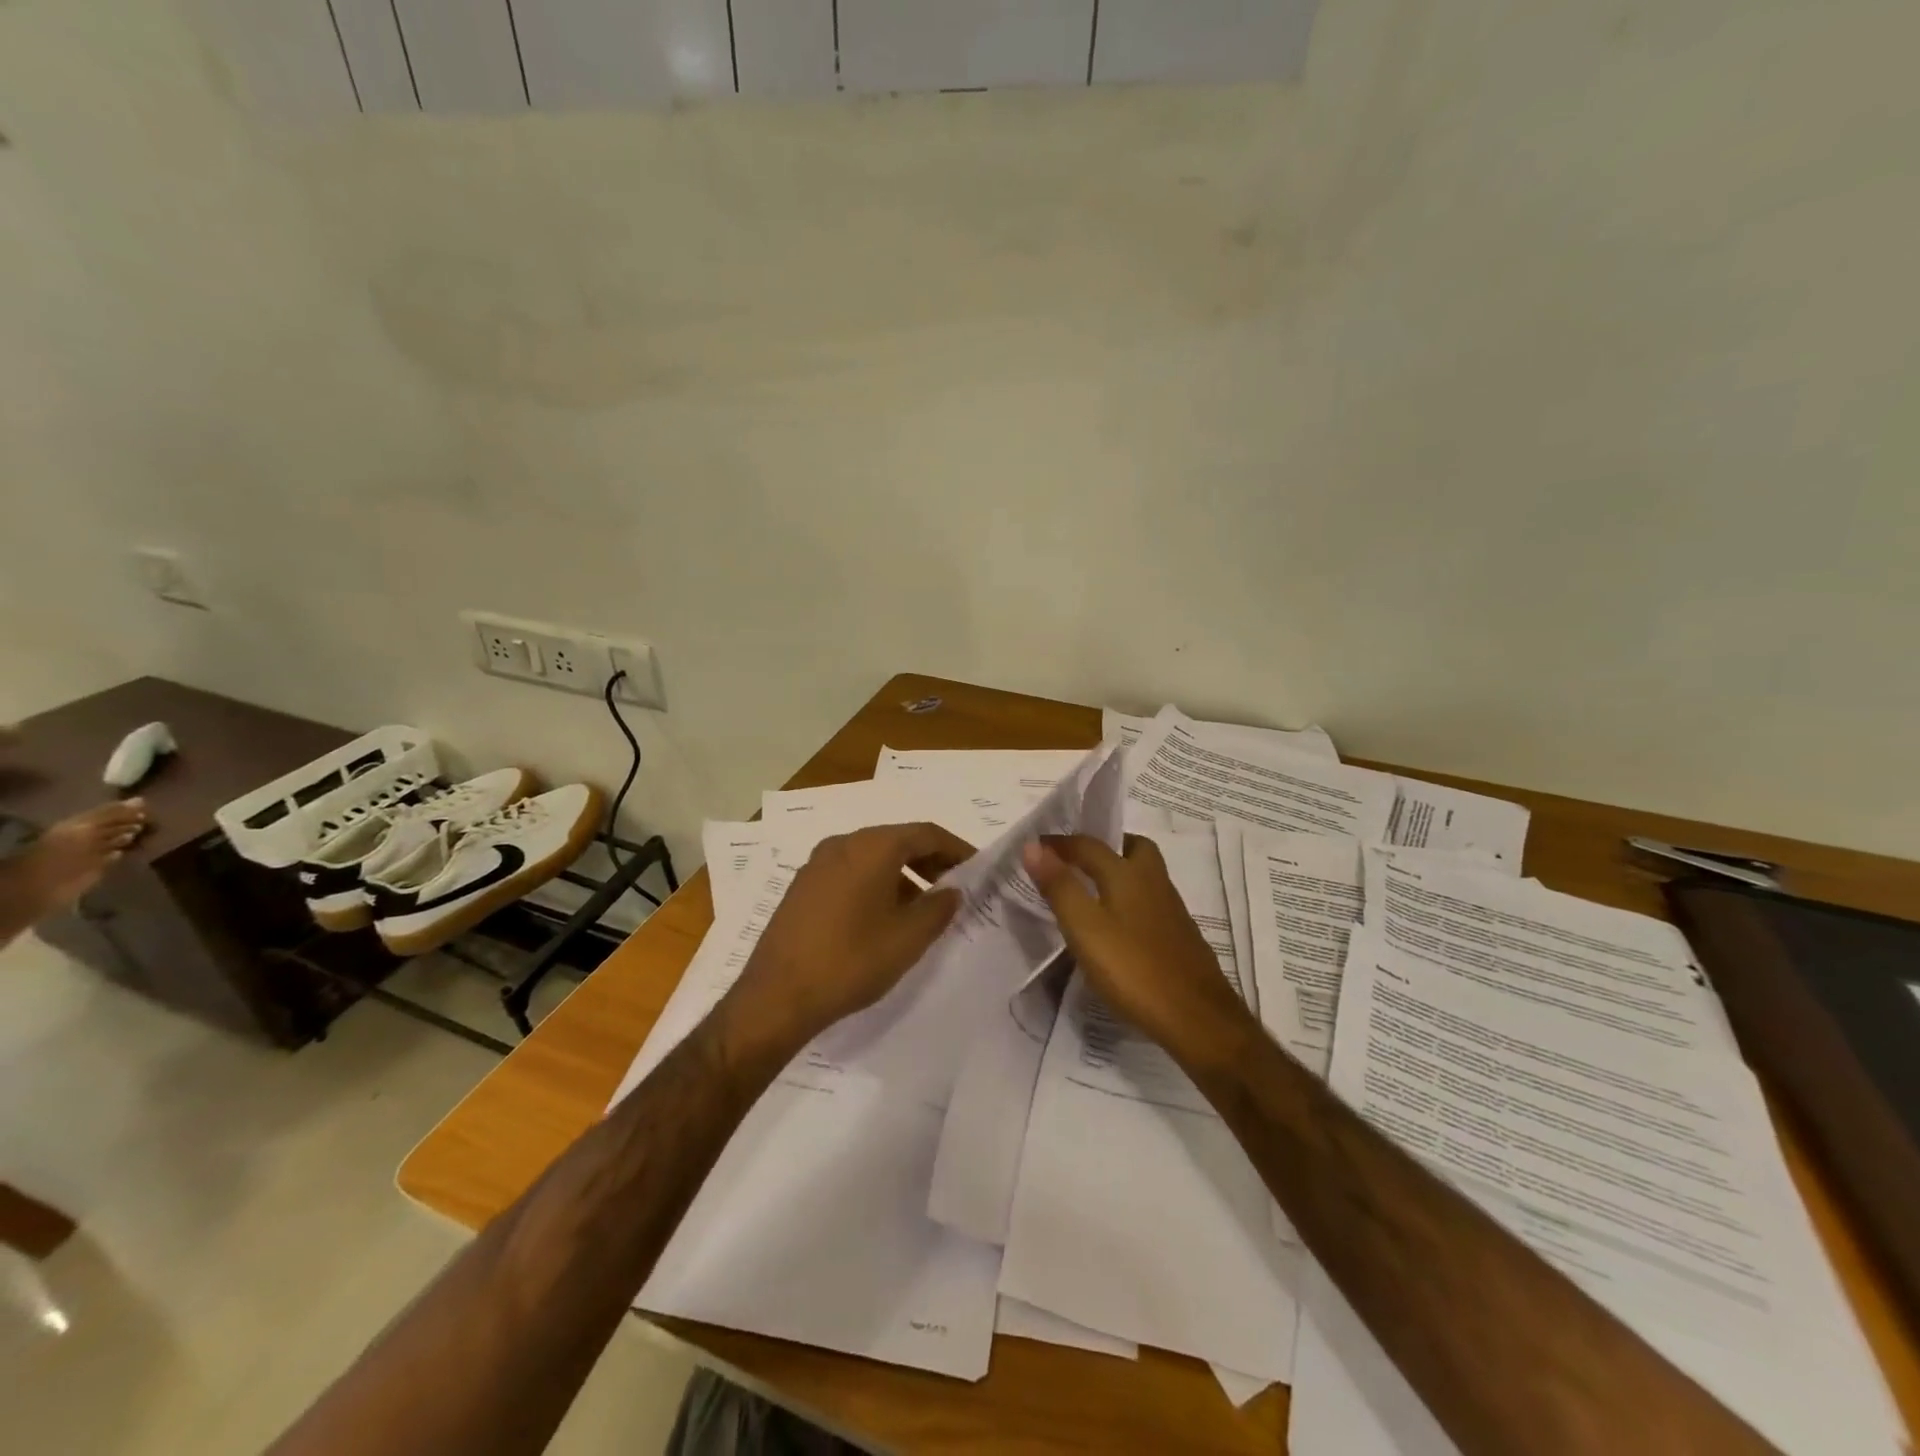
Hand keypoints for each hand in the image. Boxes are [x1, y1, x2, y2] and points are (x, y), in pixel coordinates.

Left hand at [718, 822, 972, 1061]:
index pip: (926, 833)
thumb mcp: (908, 938)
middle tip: (954, 888)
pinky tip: (883, 918)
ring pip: (872, 857)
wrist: (776, 996)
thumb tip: (951, 891)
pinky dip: (875, 884)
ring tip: (921, 909)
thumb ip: (938, 908)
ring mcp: (817, 863)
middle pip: (898, 841)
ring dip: (903, 874)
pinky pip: (850, 872)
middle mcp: (843, 843)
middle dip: (930, 861)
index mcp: (872, 846)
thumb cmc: (851, 960)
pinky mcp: (802, 886)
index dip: (957, 849)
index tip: (977, 869)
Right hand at [1022, 834, 1255, 1065]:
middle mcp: (1153, 882)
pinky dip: (1130, 899)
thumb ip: (1059, 886)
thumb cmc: (1133, 969)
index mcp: (1127, 874)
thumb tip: (1033, 846)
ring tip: (1091, 891)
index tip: (1035, 848)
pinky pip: (1150, 901)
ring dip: (1119, 871)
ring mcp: (1171, 909)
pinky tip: (1118, 925)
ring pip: (1144, 875)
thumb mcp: (1084, 928)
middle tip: (1077, 860)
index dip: (1059, 844)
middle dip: (1104, 846)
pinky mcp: (1179, 936)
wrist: (1197, 1018)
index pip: (1088, 845)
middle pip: (1132, 848)